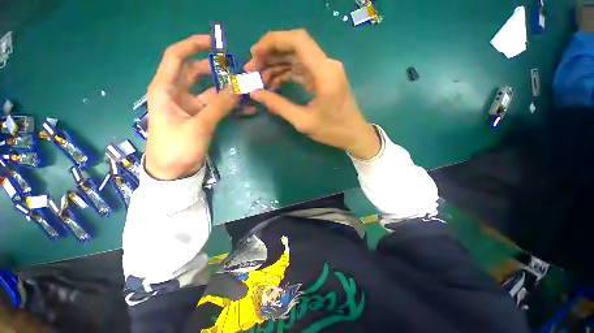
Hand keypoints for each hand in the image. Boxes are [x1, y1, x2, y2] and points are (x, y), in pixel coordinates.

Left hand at [145, 35, 238, 179]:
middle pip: (196, 72)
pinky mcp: (201, 117)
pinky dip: (230, 107)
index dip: (193, 45)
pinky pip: (217, 107)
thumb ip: (219, 106)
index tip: (214, 43)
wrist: (173, 171)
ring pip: (211, 91)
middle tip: (237, 71)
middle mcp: (177, 93)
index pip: (176, 57)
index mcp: (166, 89)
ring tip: (247, 91)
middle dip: (216, 70)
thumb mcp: (199, 125)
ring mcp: (191, 106)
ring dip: (228, 91)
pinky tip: (245, 108)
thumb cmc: (176, 147)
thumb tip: (238, 88)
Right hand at [245, 29, 379, 159]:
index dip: (273, 42)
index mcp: (325, 72)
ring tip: (260, 80)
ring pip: (297, 59)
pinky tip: (274, 84)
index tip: (254, 54)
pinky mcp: (324, 79)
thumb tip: (255, 93)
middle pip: (294, 48)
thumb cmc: (333, 130)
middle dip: (270, 56)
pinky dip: (287, 75)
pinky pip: (302, 70)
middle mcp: (327, 65)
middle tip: (252, 70)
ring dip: (277, 66)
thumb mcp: (303, 121)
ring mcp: (326, 71)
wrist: (354, 135)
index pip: (297, 41)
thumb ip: (279, 106)